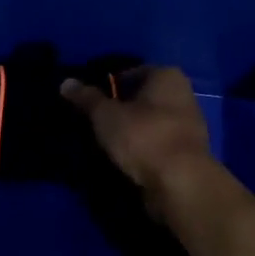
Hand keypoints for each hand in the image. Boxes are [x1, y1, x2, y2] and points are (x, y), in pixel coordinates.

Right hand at [61, 66, 218, 210]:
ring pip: (150, 122)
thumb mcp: (106, 115)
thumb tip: (66, 82)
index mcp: (167, 76)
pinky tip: (124, 159)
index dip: (108, 85)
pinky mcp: (187, 154)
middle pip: (142, 97)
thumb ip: (86, 98)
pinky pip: (156, 144)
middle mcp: (183, 95)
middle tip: (94, 121)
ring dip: (130, 130)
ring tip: (105, 142)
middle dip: (120, 108)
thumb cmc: (143, 136)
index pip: (131, 72)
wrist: (180, 183)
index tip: (89, 101)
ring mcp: (188, 125)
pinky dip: (142, 148)